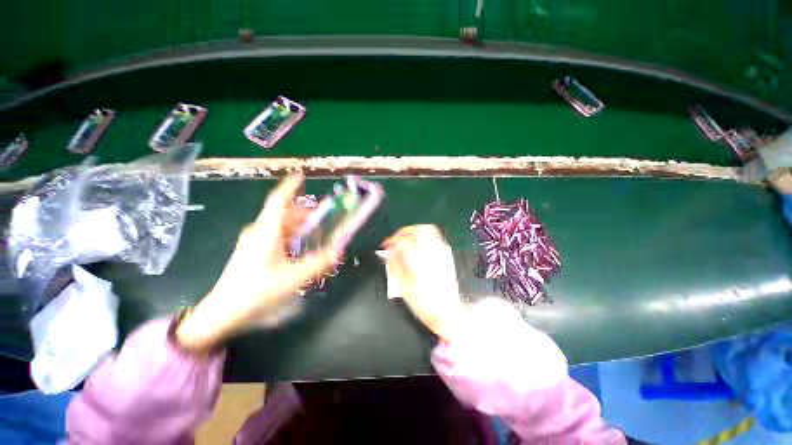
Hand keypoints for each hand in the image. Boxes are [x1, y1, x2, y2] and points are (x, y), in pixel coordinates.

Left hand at [176, 173, 339, 351]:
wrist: (221, 312)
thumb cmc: (255, 291)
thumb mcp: (293, 278)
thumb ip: (319, 263)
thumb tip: (339, 250)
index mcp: (266, 231)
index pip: (278, 201)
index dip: (290, 186)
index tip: (301, 176)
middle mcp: (259, 231)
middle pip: (285, 214)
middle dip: (306, 215)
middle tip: (324, 222)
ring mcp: (254, 241)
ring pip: (281, 226)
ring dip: (300, 228)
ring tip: (315, 239)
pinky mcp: (253, 251)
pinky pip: (276, 237)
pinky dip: (292, 238)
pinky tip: (299, 251)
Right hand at [382, 225, 468, 340]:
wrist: (445, 310)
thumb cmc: (425, 302)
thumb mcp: (403, 286)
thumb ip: (394, 265)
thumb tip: (390, 253)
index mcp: (417, 259)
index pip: (402, 241)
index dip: (391, 241)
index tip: (387, 246)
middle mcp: (430, 252)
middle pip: (415, 230)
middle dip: (403, 232)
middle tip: (396, 239)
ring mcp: (439, 252)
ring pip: (427, 230)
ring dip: (414, 231)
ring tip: (407, 237)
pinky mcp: (445, 255)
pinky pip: (436, 237)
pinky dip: (426, 235)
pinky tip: (420, 241)